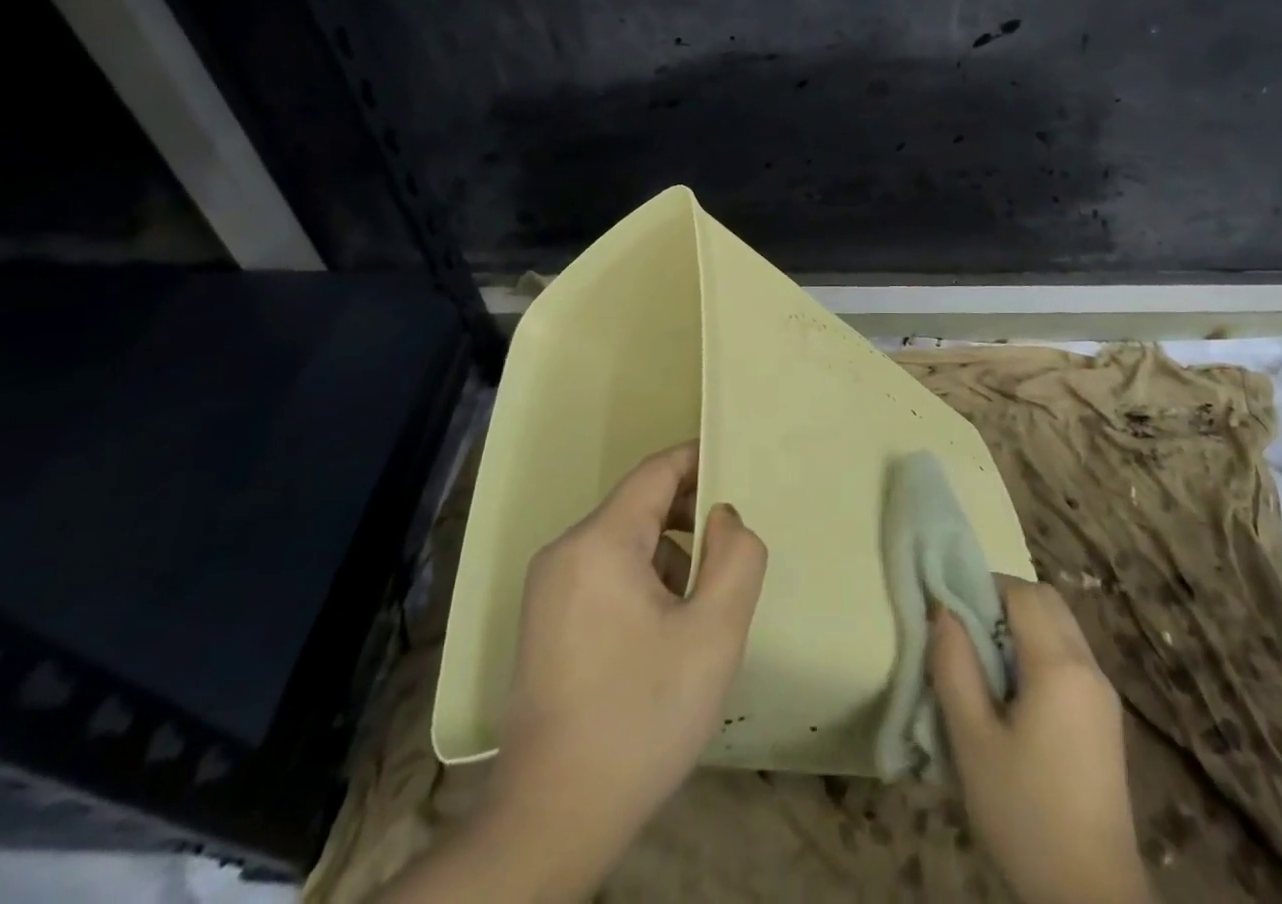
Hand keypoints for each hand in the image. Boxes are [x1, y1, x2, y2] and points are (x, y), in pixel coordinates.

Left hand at [488, 442, 767, 881]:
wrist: (553, 820)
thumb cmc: (641, 716)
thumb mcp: (714, 633)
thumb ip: (736, 557)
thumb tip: (723, 516)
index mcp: (600, 541)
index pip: (656, 472)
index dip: (698, 461)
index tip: (737, 467)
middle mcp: (565, 551)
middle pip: (639, 507)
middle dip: (689, 518)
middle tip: (731, 553)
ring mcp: (548, 589)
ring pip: (623, 543)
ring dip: (668, 557)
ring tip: (698, 609)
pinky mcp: (544, 622)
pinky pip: (603, 574)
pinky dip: (640, 582)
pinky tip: (661, 636)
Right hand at [930, 576, 1147, 903]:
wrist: (1090, 897)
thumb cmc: (1025, 813)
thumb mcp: (972, 740)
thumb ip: (954, 666)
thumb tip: (943, 611)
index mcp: (1060, 665)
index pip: (1023, 591)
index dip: (984, 589)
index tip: (953, 614)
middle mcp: (1089, 666)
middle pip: (1047, 602)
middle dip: (1004, 602)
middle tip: (968, 636)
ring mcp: (1103, 693)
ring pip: (1061, 627)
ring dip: (1022, 628)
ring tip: (987, 670)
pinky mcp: (1106, 719)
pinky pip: (1071, 657)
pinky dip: (1040, 653)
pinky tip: (1016, 699)